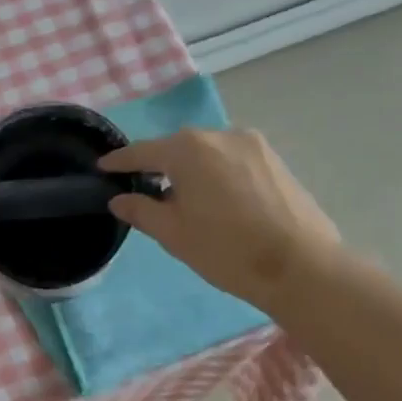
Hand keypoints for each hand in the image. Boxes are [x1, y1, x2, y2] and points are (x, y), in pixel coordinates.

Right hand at [99, 128, 338, 306]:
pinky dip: (215, 173)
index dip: (120, 161)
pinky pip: (231, 160)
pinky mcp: (274, 160)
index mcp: (189, 150)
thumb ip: (142, 211)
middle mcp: (220, 135)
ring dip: (189, 170)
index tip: (102, 167)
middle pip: (178, 147)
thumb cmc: (225, 250)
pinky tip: (215, 200)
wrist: (299, 265)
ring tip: (181, 199)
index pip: (143, 151)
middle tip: (143, 190)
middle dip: (158, 165)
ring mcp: (253, 145)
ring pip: (207, 153)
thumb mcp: (173, 234)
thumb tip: (119, 200)